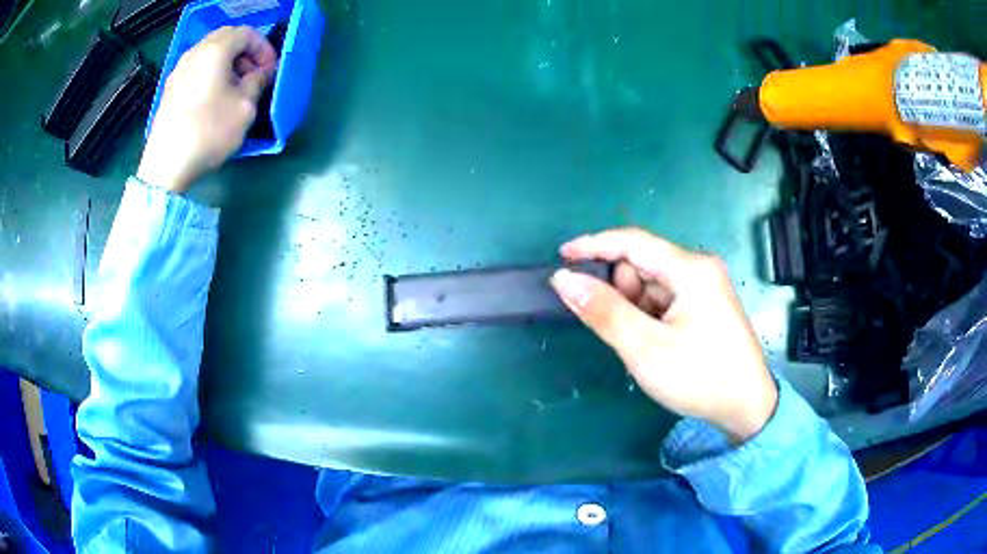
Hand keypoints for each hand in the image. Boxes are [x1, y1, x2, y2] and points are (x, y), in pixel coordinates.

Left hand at [137, 26, 276, 192]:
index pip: (246, 34)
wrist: (167, 165)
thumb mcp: (245, 106)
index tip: (270, 69)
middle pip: (225, 38)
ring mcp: (179, 70)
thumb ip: (258, 81)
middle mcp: (195, 52)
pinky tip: (213, 96)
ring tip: (234, 87)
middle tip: (253, 74)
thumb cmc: (209, 131)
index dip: (263, 48)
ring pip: (209, 52)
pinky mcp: (170, 88)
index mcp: (215, 50)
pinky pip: (196, 68)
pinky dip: (210, 73)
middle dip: (244, 52)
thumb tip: (262, 72)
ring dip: (226, 62)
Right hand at [551, 228, 777, 443]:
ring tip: (643, 344)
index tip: (560, 258)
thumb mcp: (646, 348)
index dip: (593, 245)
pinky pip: (665, 299)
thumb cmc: (700, 377)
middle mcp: (699, 269)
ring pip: (652, 284)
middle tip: (621, 331)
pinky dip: (649, 316)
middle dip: (621, 291)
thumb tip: (564, 279)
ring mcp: (705, 287)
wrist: (747, 407)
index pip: (632, 242)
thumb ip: (603, 311)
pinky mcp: (706, 305)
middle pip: (642, 264)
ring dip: (635, 308)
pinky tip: (656, 343)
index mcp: (690, 269)